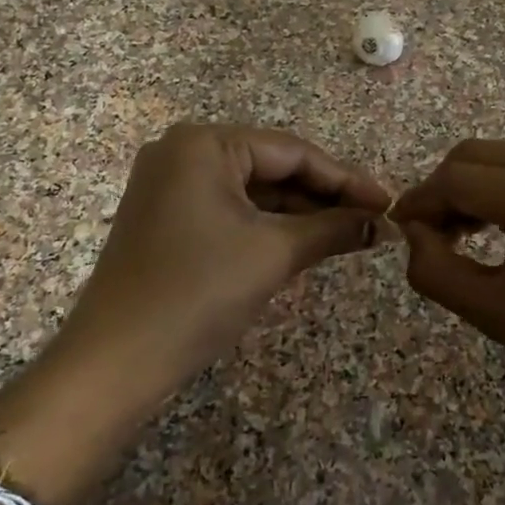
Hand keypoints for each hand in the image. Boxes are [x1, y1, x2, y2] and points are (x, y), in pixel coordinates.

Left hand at [0, 124, 390, 504]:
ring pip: (252, 191)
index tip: (388, 202)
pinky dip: (267, 226)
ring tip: (349, 233)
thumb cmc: (198, 292)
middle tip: (373, 219)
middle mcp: (182, 152)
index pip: (291, 151)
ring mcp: (169, 185)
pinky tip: (305, 241)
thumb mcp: (274, 253)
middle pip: (271, 167)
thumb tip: (382, 223)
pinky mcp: (166, 218)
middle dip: (324, 196)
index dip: (345, 178)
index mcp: (203, 143)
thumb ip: (333, 229)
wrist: (116, 361)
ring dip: (299, 213)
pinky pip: (229, 210)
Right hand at [391, 140, 504, 428]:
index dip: (420, 202)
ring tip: (463, 236)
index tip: (400, 231)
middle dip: (444, 190)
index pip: (458, 179)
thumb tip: (412, 233)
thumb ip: (434, 270)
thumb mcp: (496, 315)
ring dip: (475, 187)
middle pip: (479, 155)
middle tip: (431, 237)